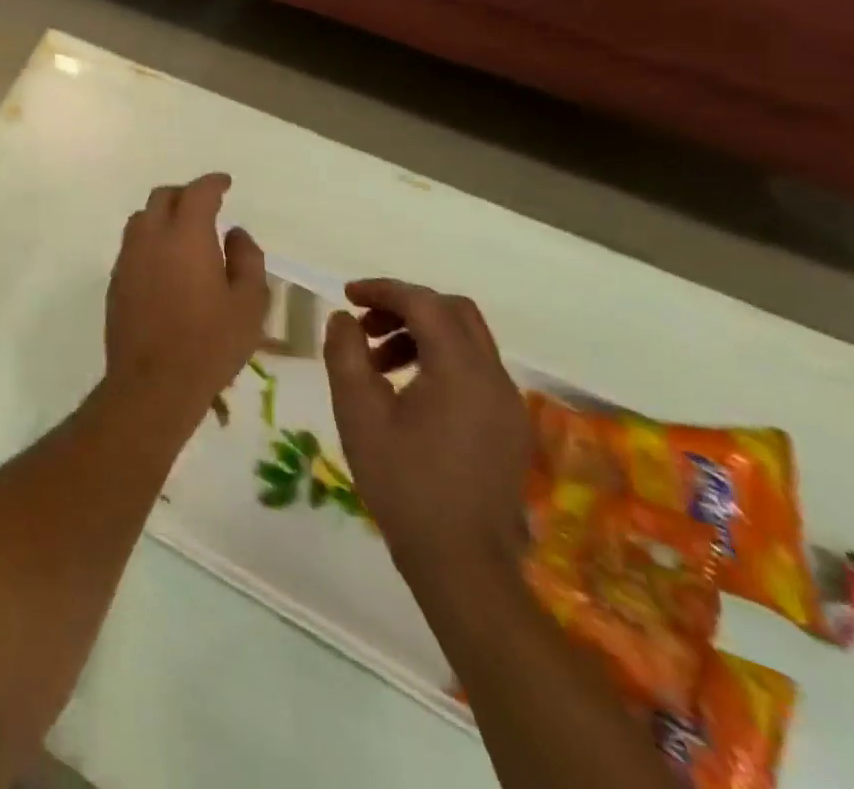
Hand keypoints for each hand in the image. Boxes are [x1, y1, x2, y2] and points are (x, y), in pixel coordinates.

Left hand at [104, 175, 267, 430]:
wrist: (153, 383)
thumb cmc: (211, 344)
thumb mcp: (249, 304)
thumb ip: (247, 260)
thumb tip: (235, 234)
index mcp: (186, 235)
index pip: (198, 193)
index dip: (213, 183)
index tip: (225, 183)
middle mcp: (151, 237)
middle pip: (163, 197)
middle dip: (185, 194)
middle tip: (206, 206)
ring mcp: (128, 257)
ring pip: (142, 218)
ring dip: (163, 215)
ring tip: (184, 232)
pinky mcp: (116, 279)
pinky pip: (133, 244)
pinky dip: (150, 240)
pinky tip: (165, 262)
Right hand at [324, 279, 530, 595]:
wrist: (462, 563)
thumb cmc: (402, 483)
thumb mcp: (358, 413)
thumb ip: (346, 354)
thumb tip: (343, 318)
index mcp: (460, 371)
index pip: (425, 303)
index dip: (383, 290)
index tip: (346, 295)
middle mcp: (494, 379)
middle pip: (455, 312)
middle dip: (406, 306)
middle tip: (364, 324)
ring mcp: (508, 405)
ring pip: (467, 340)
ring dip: (421, 334)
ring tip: (378, 363)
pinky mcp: (509, 427)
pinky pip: (475, 370)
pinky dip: (440, 360)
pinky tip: (407, 391)